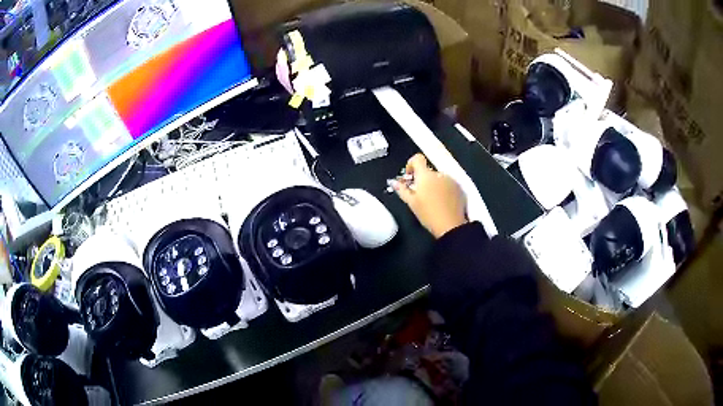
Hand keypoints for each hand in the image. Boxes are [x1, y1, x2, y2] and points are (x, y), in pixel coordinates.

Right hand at [393, 154, 466, 238]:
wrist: (451, 226)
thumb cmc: (428, 214)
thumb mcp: (411, 203)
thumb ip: (402, 189)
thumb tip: (393, 181)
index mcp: (425, 175)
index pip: (417, 158)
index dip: (411, 164)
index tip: (410, 176)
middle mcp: (439, 173)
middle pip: (428, 171)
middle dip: (423, 180)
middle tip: (420, 195)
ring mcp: (451, 180)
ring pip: (438, 178)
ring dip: (434, 185)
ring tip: (432, 201)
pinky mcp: (459, 188)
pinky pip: (448, 184)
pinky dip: (444, 189)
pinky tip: (443, 203)